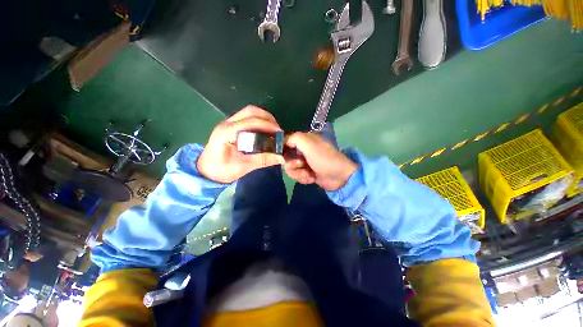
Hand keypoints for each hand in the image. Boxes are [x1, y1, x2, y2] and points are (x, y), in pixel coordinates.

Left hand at [197, 106, 284, 182]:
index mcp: (227, 132)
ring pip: (249, 112)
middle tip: (278, 130)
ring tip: (274, 129)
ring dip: (264, 118)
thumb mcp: (243, 167)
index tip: (280, 133)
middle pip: (250, 111)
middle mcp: (227, 123)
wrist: (206, 172)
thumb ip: (262, 160)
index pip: (251, 121)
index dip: (268, 125)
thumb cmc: (221, 170)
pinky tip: (265, 131)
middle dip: (267, 118)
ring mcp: (228, 123)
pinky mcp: (231, 127)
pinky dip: (259, 121)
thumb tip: (281, 157)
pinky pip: (247, 118)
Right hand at [283, 132, 357, 190]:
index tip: (284, 158)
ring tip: (308, 174)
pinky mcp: (306, 172)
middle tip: (301, 165)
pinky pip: (296, 175)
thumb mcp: (309, 144)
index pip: (286, 142)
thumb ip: (295, 138)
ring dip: (298, 173)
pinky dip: (303, 178)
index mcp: (304, 140)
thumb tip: (283, 141)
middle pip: (286, 158)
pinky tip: (311, 178)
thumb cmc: (324, 159)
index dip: (282, 150)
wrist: (339, 177)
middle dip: (292, 165)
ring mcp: (304, 162)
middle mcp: (302, 150)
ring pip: (290, 168)